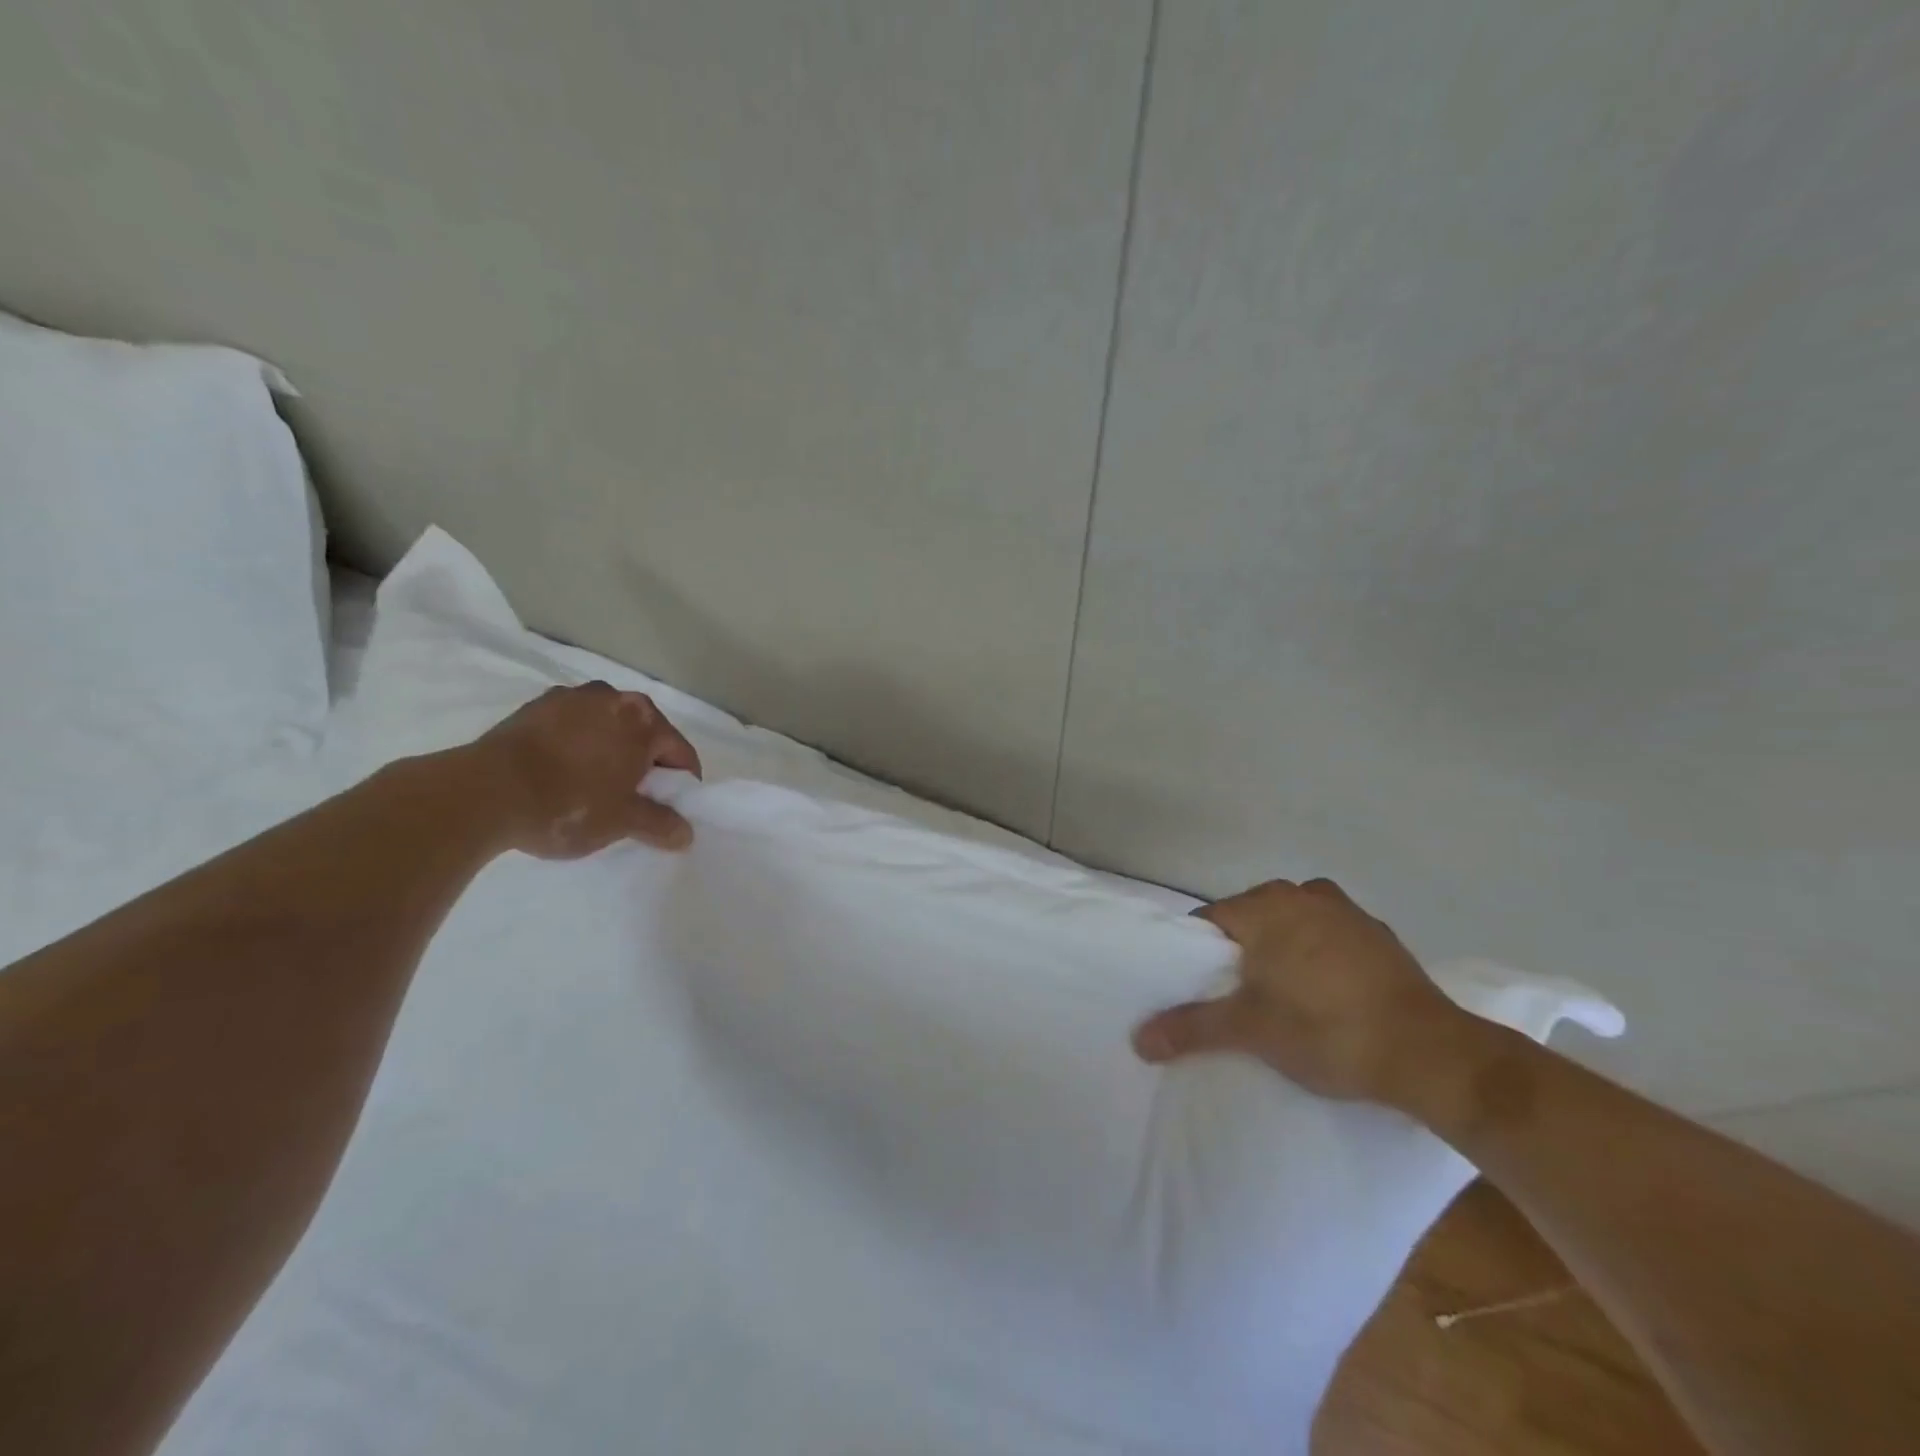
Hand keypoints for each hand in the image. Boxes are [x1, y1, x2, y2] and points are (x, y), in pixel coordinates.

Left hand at [468, 682, 702, 858]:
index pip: (680, 752)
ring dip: (610, 751)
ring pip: (607, 727)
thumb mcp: (623, 822)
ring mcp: (571, 697)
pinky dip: (576, 745)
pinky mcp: (535, 706)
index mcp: (644, 720)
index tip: (670, 809)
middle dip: (645, 764)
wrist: (482, 793)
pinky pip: (572, 726)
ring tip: (593, 786)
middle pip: (645, 734)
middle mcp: (613, 697)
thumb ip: (661, 824)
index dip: (682, 784)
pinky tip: (561, 773)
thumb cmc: (568, 804)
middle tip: (632, 800)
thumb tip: (685, 833)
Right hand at [1132, 878, 1474, 1105]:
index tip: (1199, 991)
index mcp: (1267, 904)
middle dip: (1240, 956)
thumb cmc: (1326, 1029)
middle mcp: (1304, 893)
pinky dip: (1318, 961)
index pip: (1210, 921)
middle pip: (1250, 922)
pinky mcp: (1379, 937)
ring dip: (1280, 956)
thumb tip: (1138, 1039)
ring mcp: (1347, 912)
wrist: (1432, 1055)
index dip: (1197, 957)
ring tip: (1280, 1002)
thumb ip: (1191, 1028)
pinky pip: (1329, 941)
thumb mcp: (1250, 1031)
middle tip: (1236, 1001)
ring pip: (1291, 929)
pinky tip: (1326, 999)